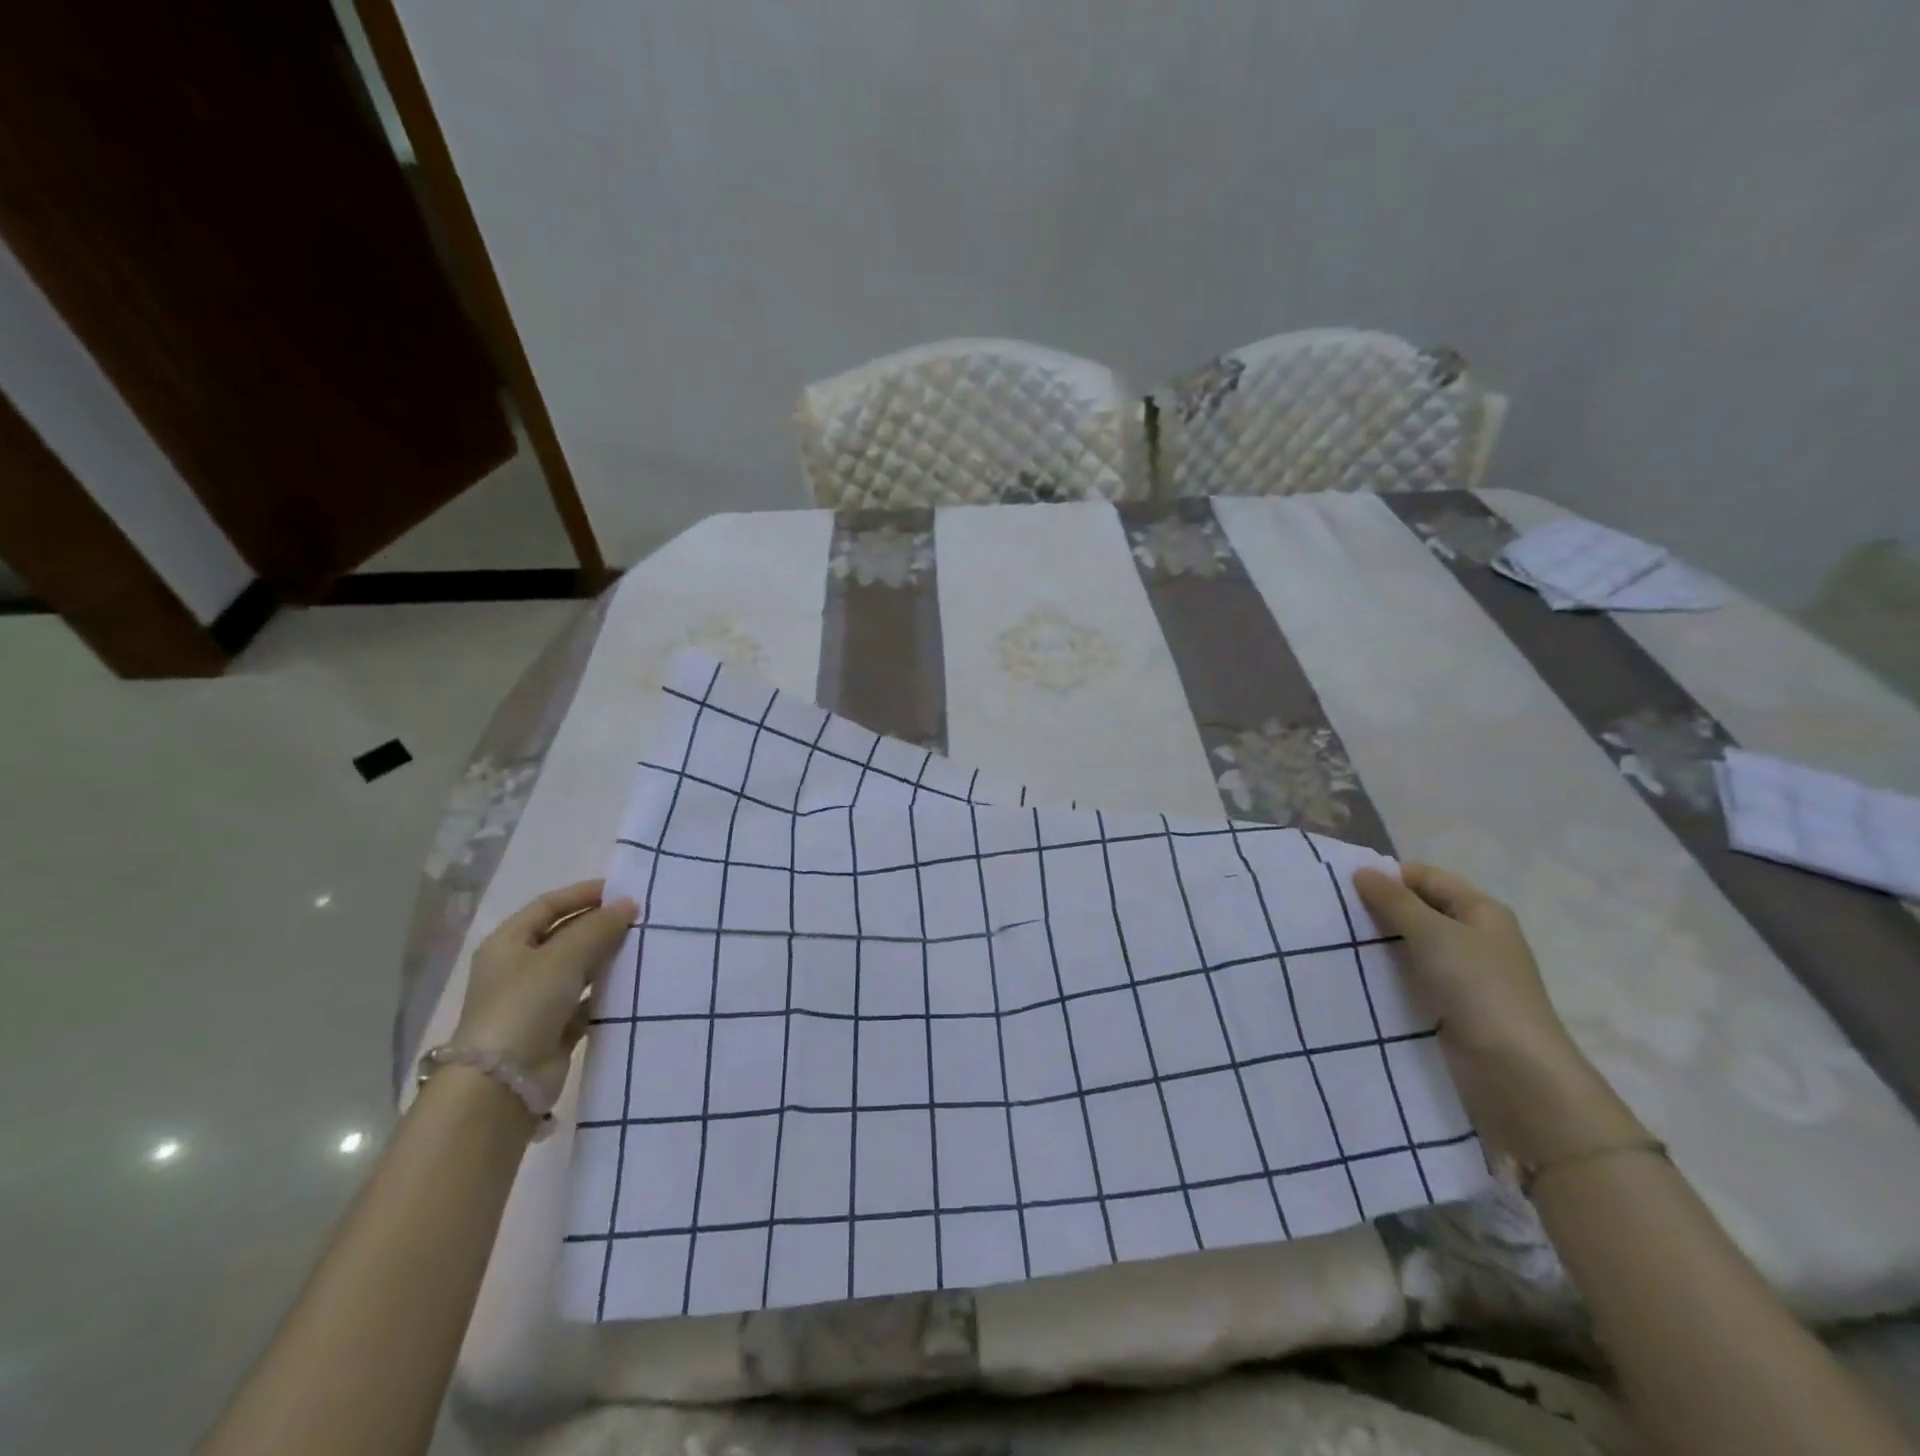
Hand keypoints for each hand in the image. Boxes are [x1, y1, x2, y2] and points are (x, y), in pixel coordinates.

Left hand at [452, 881, 636, 1100]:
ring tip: (643, 946)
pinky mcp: (553, 1028)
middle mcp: (519, 967)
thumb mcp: (563, 956)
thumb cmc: (525, 1005)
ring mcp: (535, 999)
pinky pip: (586, 1000)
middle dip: (600, 925)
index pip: (549, 905)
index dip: (584, 894)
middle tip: (640, 919)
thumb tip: (628, 903)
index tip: (623, 891)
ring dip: (606, 957)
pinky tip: (633, 983)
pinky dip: (606, 991)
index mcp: (508, 943)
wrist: (503, 1082)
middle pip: (564, 935)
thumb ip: (598, 927)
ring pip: (578, 967)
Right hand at [1354, 862, 1643, 1165]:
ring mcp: (1465, 973)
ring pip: (1412, 944)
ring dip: (1380, 943)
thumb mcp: (1432, 934)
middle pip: (1418, 909)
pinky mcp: (1451, 1005)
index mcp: (1481, 910)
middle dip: (1378, 910)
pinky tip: (1358, 974)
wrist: (1515, 1072)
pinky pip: (1413, 975)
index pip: (1425, 877)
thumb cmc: (1478, 988)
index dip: (1388, 878)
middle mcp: (1475, 936)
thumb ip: (1394, 901)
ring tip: (1337, 943)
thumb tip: (1361, 871)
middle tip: (1334, 915)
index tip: (1343, 888)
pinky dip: (1388, 971)